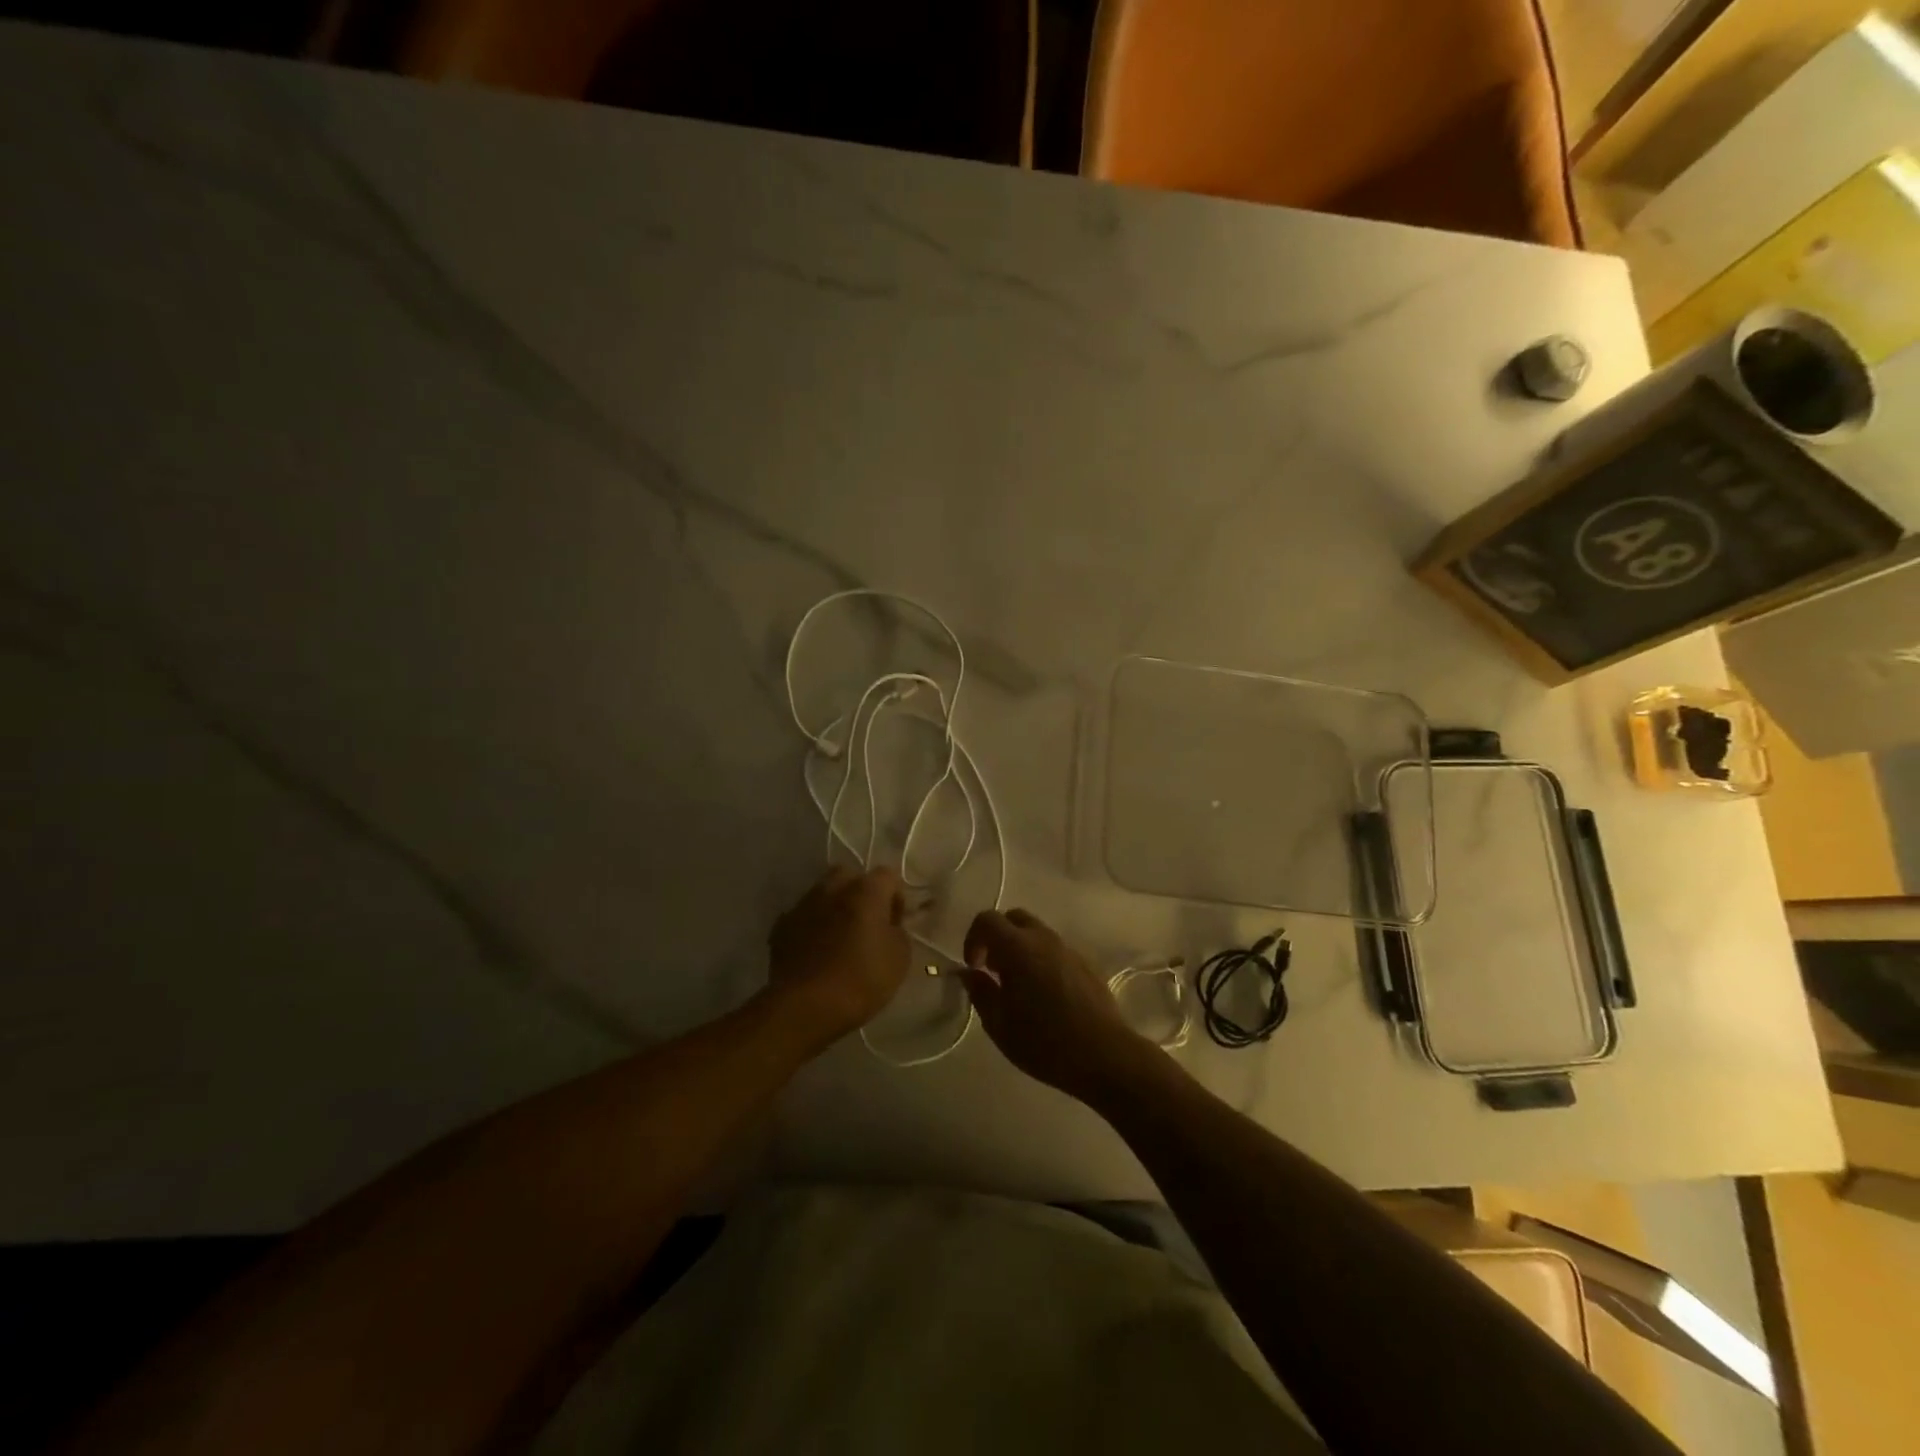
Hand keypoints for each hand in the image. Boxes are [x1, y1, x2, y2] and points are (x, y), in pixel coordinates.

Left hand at [767, 866, 911, 1041]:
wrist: (805, 1006)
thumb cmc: (861, 980)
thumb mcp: (900, 958)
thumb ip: (897, 931)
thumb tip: (888, 925)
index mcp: (865, 891)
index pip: (887, 875)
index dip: (895, 897)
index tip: (895, 923)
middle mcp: (832, 888)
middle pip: (849, 875)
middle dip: (859, 892)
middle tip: (866, 922)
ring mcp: (803, 905)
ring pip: (822, 893)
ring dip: (833, 907)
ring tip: (838, 937)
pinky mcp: (781, 926)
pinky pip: (802, 916)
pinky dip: (811, 926)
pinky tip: (815, 951)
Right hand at [960, 909, 1158, 1103]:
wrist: (1104, 1055)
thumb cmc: (1044, 1042)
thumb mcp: (999, 1024)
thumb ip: (980, 992)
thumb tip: (969, 973)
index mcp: (1018, 947)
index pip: (987, 919)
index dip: (973, 938)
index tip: (974, 967)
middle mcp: (1044, 939)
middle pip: (1014, 918)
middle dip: (998, 938)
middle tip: (994, 971)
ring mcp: (1069, 949)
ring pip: (1037, 934)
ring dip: (1021, 949)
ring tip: (1019, 988)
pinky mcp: (1086, 964)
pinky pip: (1056, 951)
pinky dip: (1042, 961)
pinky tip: (1046, 996)